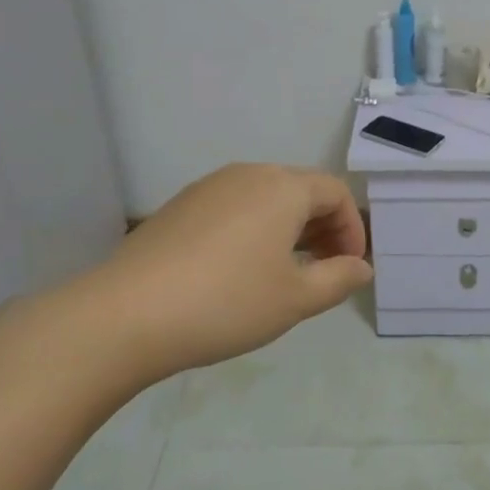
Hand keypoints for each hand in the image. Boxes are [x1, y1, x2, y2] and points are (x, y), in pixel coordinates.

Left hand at [63, 164, 372, 391]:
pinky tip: (240, 270)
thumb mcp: (296, 299)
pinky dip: (254, 230)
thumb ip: (338, 279)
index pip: (335, 193)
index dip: (352, 229)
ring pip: (266, 198)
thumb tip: (362, 267)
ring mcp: (209, 187)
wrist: (126, 315)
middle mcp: (248, 174)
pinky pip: (234, 208)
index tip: (349, 268)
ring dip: (288, 229)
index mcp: (283, 187)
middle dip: (322, 227)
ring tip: (285, 272)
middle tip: (324, 271)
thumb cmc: (227, 302)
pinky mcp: (180, 206)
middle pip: (301, 190)